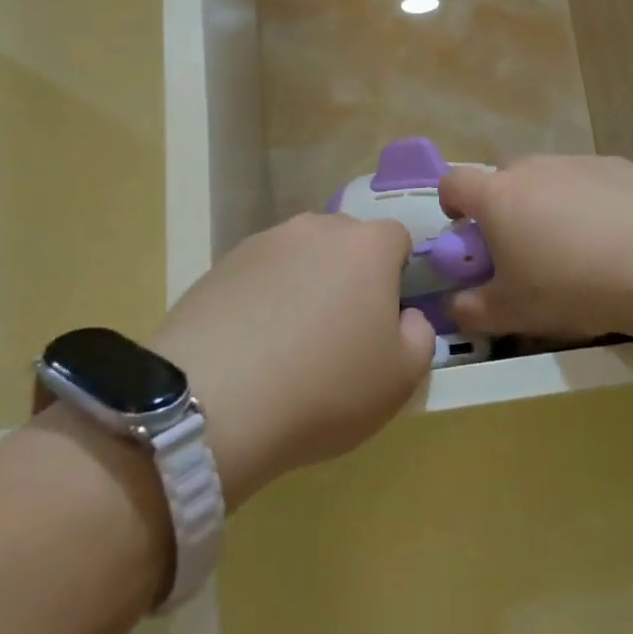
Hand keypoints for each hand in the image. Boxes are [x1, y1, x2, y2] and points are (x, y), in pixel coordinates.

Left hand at [153, 214, 435, 507]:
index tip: (386, 318)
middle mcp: (316, 229)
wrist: (211, 404)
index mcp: (367, 245)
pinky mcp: (219, 266)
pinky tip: (252, 348)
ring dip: (304, 286)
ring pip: (300, 258)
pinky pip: (259, 277)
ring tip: (289, 344)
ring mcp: (263, 244)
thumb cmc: (325, 388)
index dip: (398, 275)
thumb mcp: (401, 378)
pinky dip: (263, 301)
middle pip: (346, 243)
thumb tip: (405, 317)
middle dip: (350, 276)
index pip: (397, 239)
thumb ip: (420, 336)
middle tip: (341, 332)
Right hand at [438, 155, 632, 341]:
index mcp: (497, 196)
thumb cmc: (570, 287)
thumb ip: (471, 310)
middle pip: (504, 180)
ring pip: (548, 179)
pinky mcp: (616, 165)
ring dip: (548, 203)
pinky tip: (613, 235)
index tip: (467, 231)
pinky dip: (589, 200)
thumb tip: (456, 306)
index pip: (453, 183)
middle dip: (505, 208)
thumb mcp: (511, 313)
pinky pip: (588, 180)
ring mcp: (576, 161)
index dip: (452, 205)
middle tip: (524, 249)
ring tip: (575, 246)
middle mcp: (532, 168)